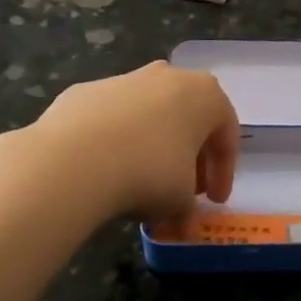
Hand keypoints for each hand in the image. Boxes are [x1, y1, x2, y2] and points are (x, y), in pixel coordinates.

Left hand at [28, 61, 238, 220]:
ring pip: (149, 118)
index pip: (226, 136)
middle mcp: (169, 77)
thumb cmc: (149, 172)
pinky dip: (117, 144)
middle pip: (188, 121)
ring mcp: (124, 80)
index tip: (214, 202)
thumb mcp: (182, 199)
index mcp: (206, 95)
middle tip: (184, 193)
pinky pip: (113, 121)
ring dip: (153, 150)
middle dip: (189, 159)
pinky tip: (107, 172)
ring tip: (142, 186)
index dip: (224, 173)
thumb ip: (189, 207)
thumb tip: (181, 224)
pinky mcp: (85, 92)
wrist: (74, 160)